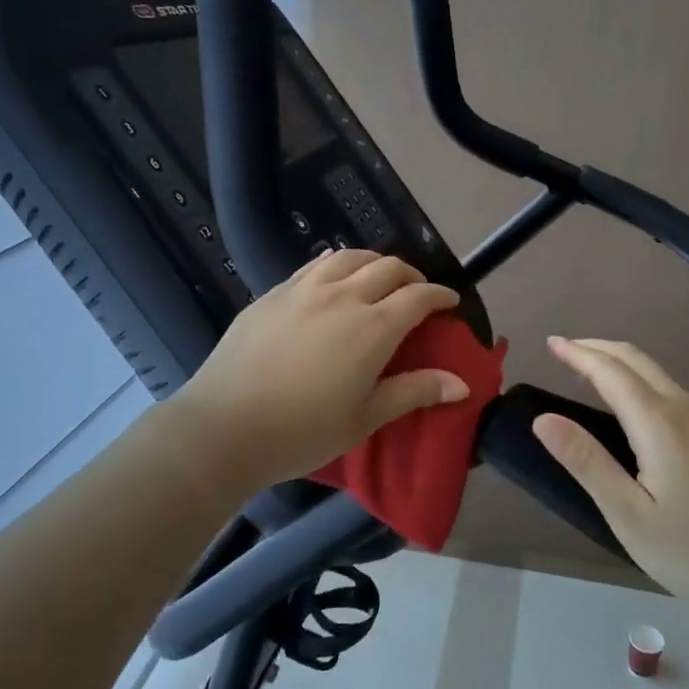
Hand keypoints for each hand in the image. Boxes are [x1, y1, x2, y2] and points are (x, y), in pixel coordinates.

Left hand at [170, 249, 468, 493]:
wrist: (225, 426)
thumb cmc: (303, 431)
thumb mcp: (365, 417)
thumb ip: (414, 392)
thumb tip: (462, 384)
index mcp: (372, 327)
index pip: (418, 297)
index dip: (439, 295)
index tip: (450, 302)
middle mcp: (343, 296)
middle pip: (387, 268)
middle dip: (411, 275)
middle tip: (417, 292)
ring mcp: (304, 289)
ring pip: (349, 256)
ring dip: (373, 261)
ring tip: (378, 277)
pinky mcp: (274, 293)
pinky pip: (315, 265)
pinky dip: (337, 264)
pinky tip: (334, 276)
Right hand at [532, 336, 688, 615]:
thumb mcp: (630, 516)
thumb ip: (586, 463)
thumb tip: (543, 420)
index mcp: (658, 422)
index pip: (609, 371)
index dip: (577, 354)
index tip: (551, 342)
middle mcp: (685, 409)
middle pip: (636, 360)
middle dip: (598, 348)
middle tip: (565, 348)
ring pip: (658, 374)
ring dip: (621, 363)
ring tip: (592, 371)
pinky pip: (673, 392)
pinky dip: (642, 381)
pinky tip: (637, 406)